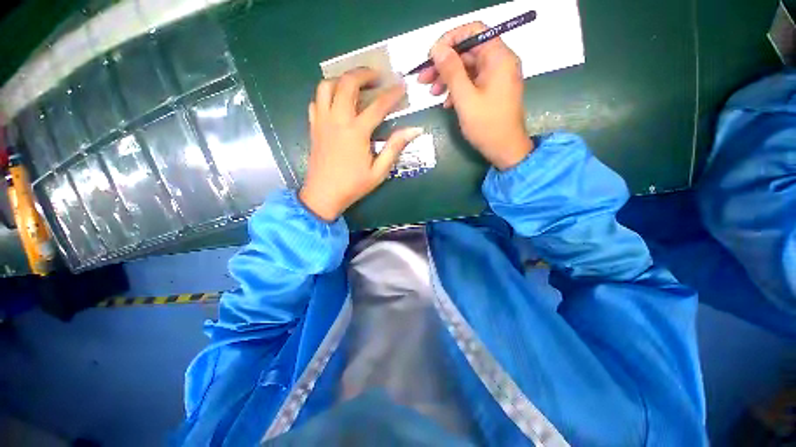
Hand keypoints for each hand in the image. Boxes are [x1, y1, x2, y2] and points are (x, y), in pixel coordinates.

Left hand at [299, 68, 422, 220]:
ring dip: (342, 79)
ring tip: (355, 84)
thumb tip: (414, 130)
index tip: (402, 86)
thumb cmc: (353, 185)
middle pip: (347, 83)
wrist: (323, 195)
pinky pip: (316, 100)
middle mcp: (337, 120)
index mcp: (356, 132)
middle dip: (364, 73)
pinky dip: (327, 94)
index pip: (378, 105)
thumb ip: (395, 148)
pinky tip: (337, 101)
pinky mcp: (314, 126)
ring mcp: (322, 121)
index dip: (392, 94)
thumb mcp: (379, 171)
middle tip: (377, 76)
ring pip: (326, 86)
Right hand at [418, 22, 532, 170]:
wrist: (505, 150)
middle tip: (423, 78)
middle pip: (468, 51)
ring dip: (448, 78)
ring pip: (468, 68)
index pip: (474, 31)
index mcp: (498, 57)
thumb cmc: (486, 125)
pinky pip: (472, 82)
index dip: (450, 40)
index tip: (432, 56)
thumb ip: (451, 71)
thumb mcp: (465, 98)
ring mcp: (496, 77)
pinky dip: (457, 89)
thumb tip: (437, 49)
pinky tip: (445, 103)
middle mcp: (499, 62)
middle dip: (444, 64)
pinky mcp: (492, 90)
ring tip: (431, 92)